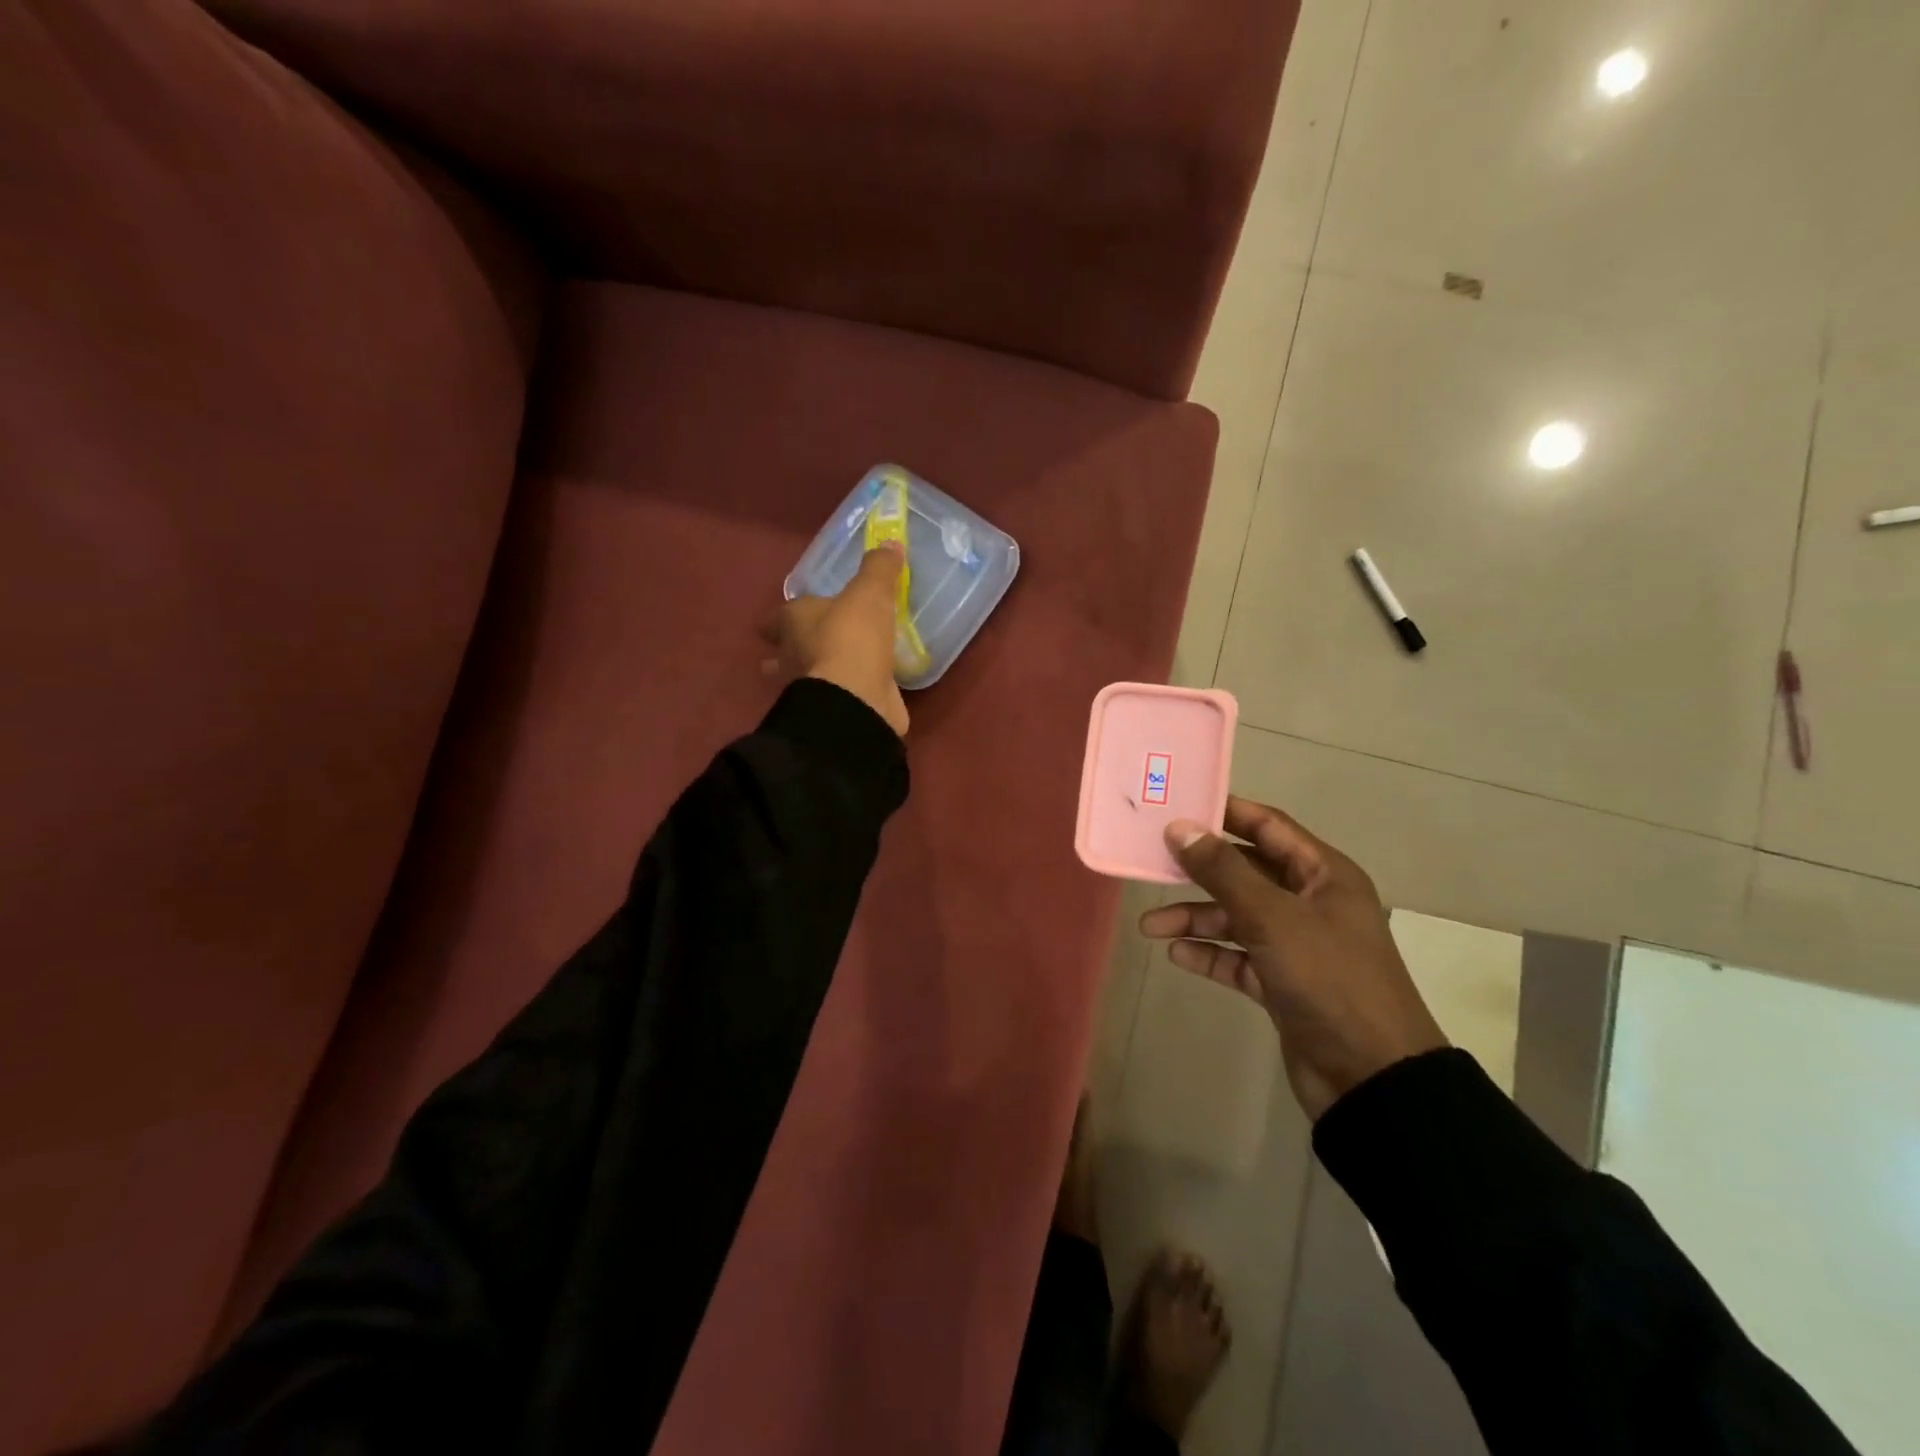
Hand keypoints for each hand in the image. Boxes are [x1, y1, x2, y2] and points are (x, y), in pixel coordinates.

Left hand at [761, 544, 908, 736]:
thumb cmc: (852, 638)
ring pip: (807, 677)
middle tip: (808, 642)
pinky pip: (837, 695)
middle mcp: (793, 657)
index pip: (776, 619)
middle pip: (784, 652)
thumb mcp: (869, 594)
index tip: (785, 617)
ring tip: (837, 663)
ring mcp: (812, 688)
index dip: (779, 618)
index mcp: (792, 623)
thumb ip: (878, 569)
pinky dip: (845, 689)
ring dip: (816, 671)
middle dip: (791, 649)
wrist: (857, 699)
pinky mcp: (835, 709)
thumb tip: (890, 543)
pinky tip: (862, 684)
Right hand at [1139, 798, 1445, 1120]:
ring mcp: (1296, 945)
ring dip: (1195, 919)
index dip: (1224, 814)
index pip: (1267, 826)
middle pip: (1245, 872)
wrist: (1371, 1077)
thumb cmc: (1328, 979)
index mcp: (1322, 875)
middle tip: (1152, 864)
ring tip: (1150, 927)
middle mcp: (1310, 903)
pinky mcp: (1282, 983)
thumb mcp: (1272, 917)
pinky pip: (1237, 957)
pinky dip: (1209, 954)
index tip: (1177, 807)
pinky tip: (1177, 955)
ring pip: (1236, 918)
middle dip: (1198, 872)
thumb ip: (1223, 871)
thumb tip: (1179, 828)